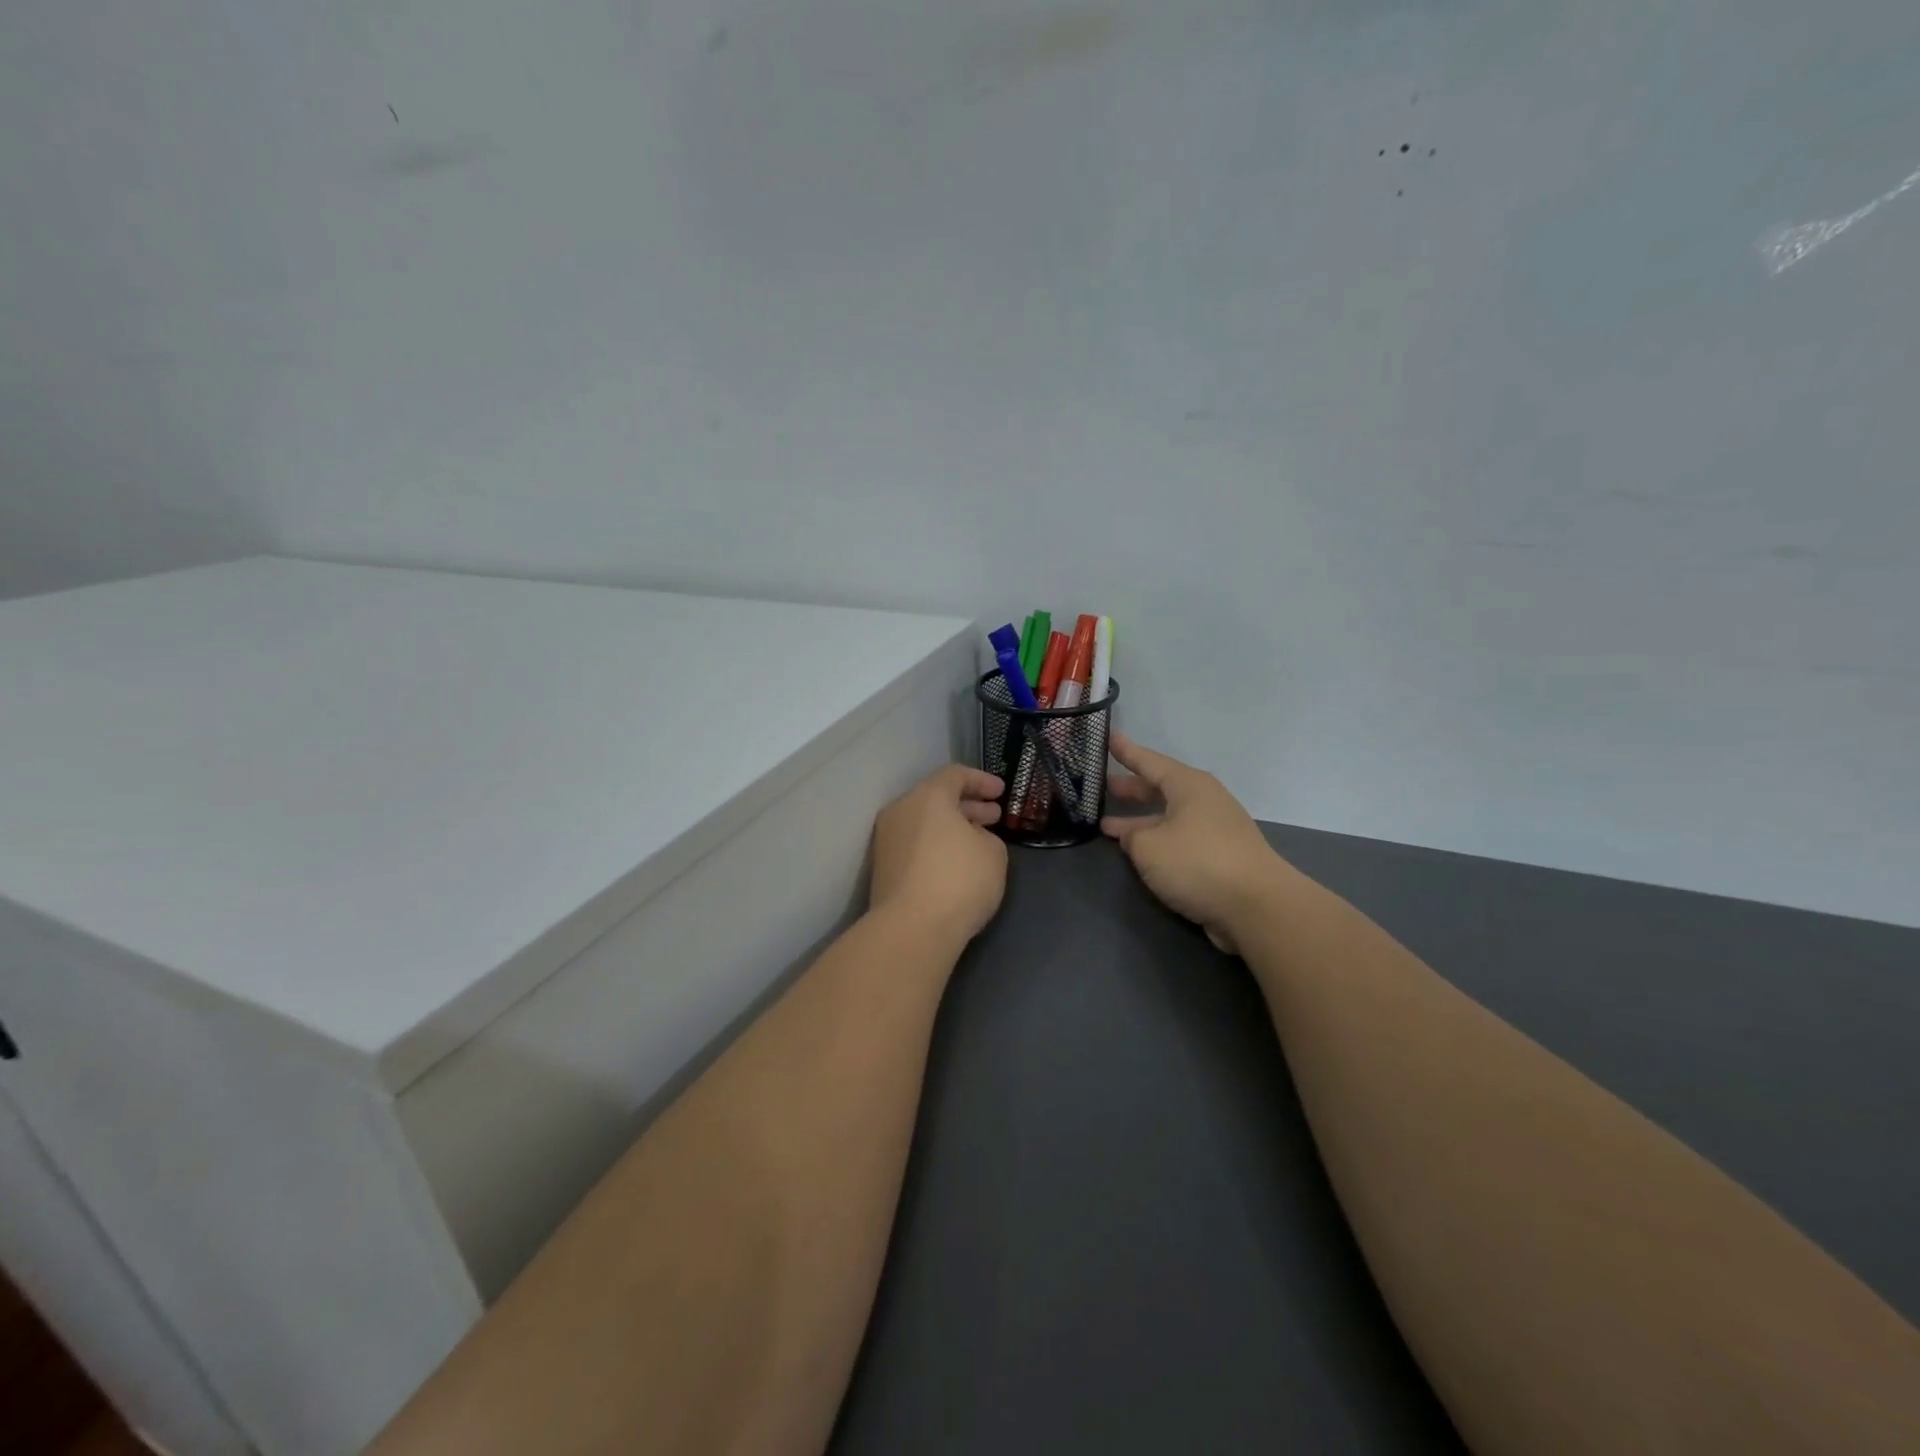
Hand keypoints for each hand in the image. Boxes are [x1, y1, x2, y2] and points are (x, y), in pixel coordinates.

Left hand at [869, 765, 1009, 943]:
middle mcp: (901, 811)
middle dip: (968, 806)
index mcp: (928, 796)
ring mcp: (887, 840)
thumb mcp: (994, 854)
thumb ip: (986, 836)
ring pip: (924, 823)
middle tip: (994, 817)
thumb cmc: (959, 880)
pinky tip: (957, 862)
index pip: (955, 775)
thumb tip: (972, 839)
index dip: (981, 781)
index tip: (1002, 792)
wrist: (911, 929)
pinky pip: (915, 844)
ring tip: (979, 841)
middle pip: (936, 798)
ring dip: (952, 827)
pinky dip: (937, 845)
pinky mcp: (883, 867)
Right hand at [1102, 735, 1287, 954]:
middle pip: (1160, 788)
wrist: (1257, 906)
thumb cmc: (1198, 863)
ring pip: (1168, 816)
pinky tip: (1140, 852)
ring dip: (1140, 820)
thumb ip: (1131, 836)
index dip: (1126, 752)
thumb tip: (1133, 836)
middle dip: (1131, 788)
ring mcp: (1215, 829)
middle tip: (1103, 786)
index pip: (1149, 761)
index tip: (1108, 738)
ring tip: (1108, 825)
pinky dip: (1157, 839)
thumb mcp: (1148, 847)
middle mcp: (1204, 800)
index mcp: (1188, 786)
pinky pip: (1179, 838)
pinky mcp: (1220, 856)